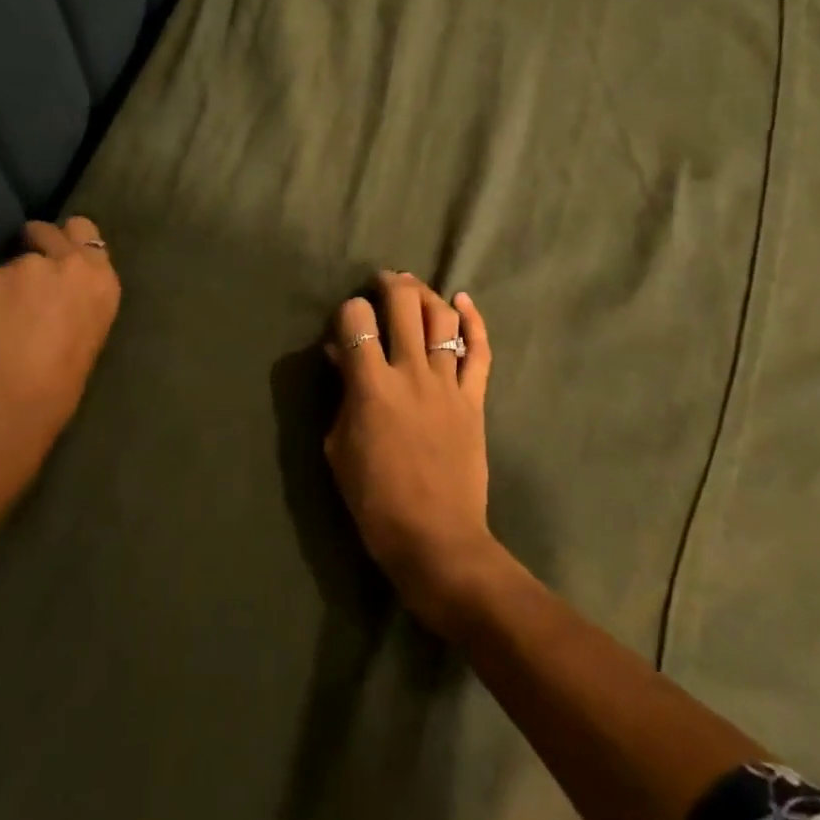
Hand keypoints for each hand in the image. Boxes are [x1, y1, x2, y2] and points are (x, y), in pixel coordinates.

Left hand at [0, 217, 121, 454]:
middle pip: (46, 228)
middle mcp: (67, 263)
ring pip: (6, 263)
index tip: (55, 256)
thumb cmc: (62, 382)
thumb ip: (76, 299)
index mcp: (101, 281)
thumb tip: (54, 295)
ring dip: (1, 283)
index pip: (85, 232)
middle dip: (33, 241)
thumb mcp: (89, 331)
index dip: (66, 241)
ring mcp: (22, 265)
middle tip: (21, 274)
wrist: (12, 399)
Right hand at [324, 271, 499, 630]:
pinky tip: (463, 301)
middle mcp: (412, 373)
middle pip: (404, 305)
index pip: (357, 322)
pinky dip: (474, 321)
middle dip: (390, 285)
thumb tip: (340, 356)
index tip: (345, 322)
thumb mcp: (339, 448)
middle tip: (382, 282)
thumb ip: (341, 396)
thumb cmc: (375, 500)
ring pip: (442, 319)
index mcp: (372, 386)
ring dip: (426, 295)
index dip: (347, 312)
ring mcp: (448, 383)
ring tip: (414, 287)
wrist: (435, 536)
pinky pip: (480, 350)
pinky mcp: (474, 398)